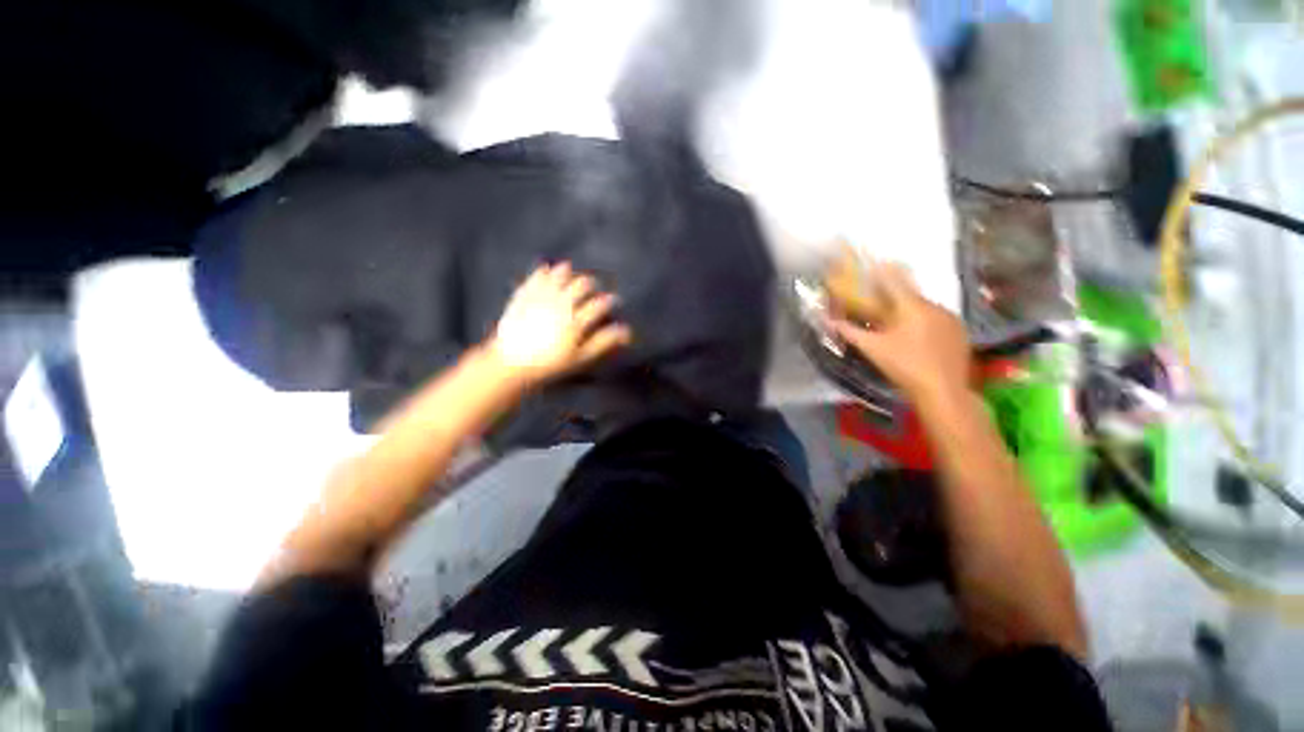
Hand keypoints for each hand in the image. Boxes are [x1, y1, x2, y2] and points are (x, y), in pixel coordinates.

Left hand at [488, 262, 632, 386]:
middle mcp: (560, 305)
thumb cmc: (550, 364)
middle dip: (591, 284)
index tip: (614, 301)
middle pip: (582, 284)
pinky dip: (544, 272)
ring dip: (570, 273)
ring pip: (560, 275)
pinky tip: (548, 271)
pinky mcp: (524, 295)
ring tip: (572, 277)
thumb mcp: (581, 357)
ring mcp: (541, 298)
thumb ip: (603, 342)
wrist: (511, 364)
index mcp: (575, 322)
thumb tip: (626, 330)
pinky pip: (536, 277)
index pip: (600, 304)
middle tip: (593, 288)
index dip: (610, 300)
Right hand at [827, 262, 970, 407]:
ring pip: (924, 308)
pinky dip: (924, 322)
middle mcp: (934, 306)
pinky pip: (937, 319)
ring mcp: (951, 319)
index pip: (894, 280)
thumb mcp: (872, 349)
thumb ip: (850, 332)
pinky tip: (917, 338)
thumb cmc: (904, 367)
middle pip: (909, 295)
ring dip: (909, 312)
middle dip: (893, 297)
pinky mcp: (960, 332)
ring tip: (898, 326)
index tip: (875, 258)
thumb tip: (828, 321)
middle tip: (880, 304)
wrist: (944, 391)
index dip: (883, 269)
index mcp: (912, 307)